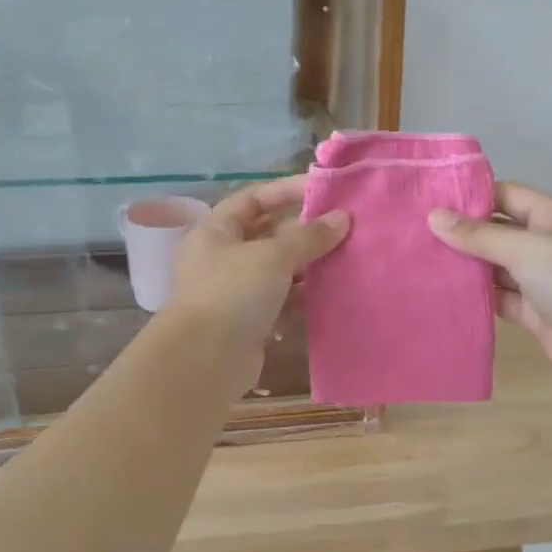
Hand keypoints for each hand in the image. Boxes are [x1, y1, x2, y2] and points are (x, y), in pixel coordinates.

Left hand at [165, 175, 348, 374]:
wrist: (204, 360)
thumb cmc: (233, 293)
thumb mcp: (273, 256)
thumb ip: (309, 236)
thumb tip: (343, 218)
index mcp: (216, 231)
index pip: (253, 199)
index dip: (286, 191)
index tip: (323, 191)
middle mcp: (222, 257)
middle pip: (267, 234)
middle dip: (304, 230)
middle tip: (344, 227)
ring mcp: (235, 292)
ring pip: (277, 269)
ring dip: (308, 264)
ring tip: (346, 257)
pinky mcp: (249, 322)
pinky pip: (282, 301)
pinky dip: (304, 296)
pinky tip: (333, 292)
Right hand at [428, 183, 551, 371]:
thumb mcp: (522, 247)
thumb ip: (477, 235)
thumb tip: (433, 217)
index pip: (509, 195)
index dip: (475, 196)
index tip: (435, 200)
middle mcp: (548, 243)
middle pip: (501, 231)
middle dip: (466, 233)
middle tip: (420, 232)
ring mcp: (542, 279)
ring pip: (499, 267)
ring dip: (470, 266)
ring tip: (425, 260)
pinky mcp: (535, 312)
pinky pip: (501, 298)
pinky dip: (480, 296)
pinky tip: (448, 292)